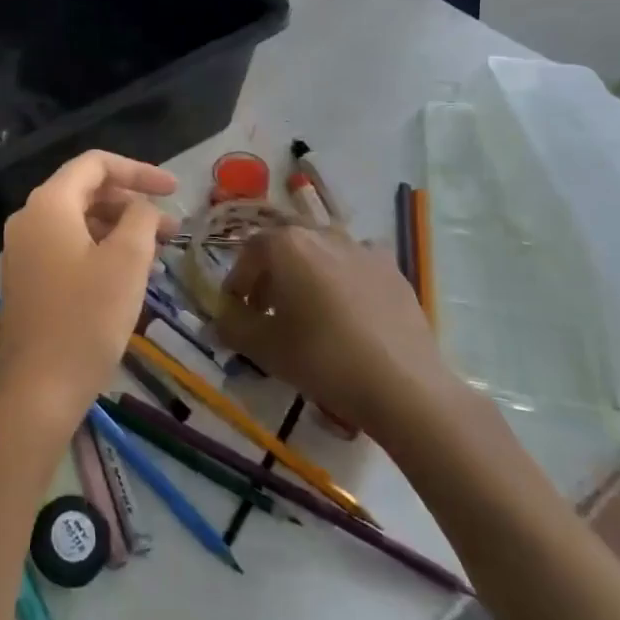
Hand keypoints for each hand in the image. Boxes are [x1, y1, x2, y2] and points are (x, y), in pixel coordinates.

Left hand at [0, 151, 177, 430]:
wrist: (37, 390)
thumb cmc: (86, 319)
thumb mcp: (127, 261)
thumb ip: (140, 219)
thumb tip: (141, 208)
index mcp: (49, 204)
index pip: (95, 164)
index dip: (138, 171)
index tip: (174, 190)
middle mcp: (29, 219)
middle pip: (86, 192)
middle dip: (131, 204)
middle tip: (172, 229)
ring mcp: (23, 251)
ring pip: (78, 222)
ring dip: (118, 229)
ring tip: (156, 253)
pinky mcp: (26, 279)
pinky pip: (67, 247)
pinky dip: (99, 250)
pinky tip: (127, 275)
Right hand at [214, 228, 475, 440]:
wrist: (403, 385)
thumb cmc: (323, 359)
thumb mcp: (265, 348)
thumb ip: (232, 328)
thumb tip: (217, 321)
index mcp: (287, 244)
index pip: (249, 252)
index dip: (238, 280)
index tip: (236, 308)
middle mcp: (323, 234)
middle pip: (286, 246)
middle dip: (271, 274)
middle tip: (267, 310)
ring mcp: (363, 248)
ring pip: (322, 252)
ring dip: (306, 274)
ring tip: (308, 312)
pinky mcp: (393, 269)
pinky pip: (356, 266)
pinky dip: (343, 280)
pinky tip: (348, 312)